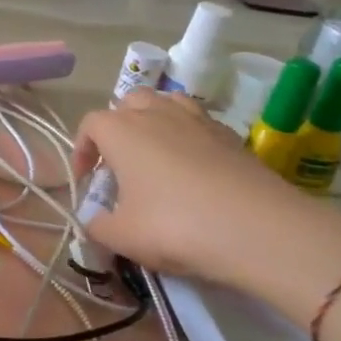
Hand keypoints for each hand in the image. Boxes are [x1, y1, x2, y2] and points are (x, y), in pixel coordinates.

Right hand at [74, 90, 340, 322]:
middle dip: (118, 128)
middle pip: (128, 103)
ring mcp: (197, 119)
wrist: (257, 228)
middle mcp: (156, 113)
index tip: (87, 181)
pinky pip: (198, 124)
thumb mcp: (122, 237)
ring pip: (166, 105)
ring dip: (154, 124)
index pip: (90, 124)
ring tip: (156, 158)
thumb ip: (97, 227)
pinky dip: (187, 138)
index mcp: (121, 131)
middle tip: (119, 165)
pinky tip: (194, 170)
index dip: (82, 150)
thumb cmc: (174, 226)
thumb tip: (94, 222)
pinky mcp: (230, 134)